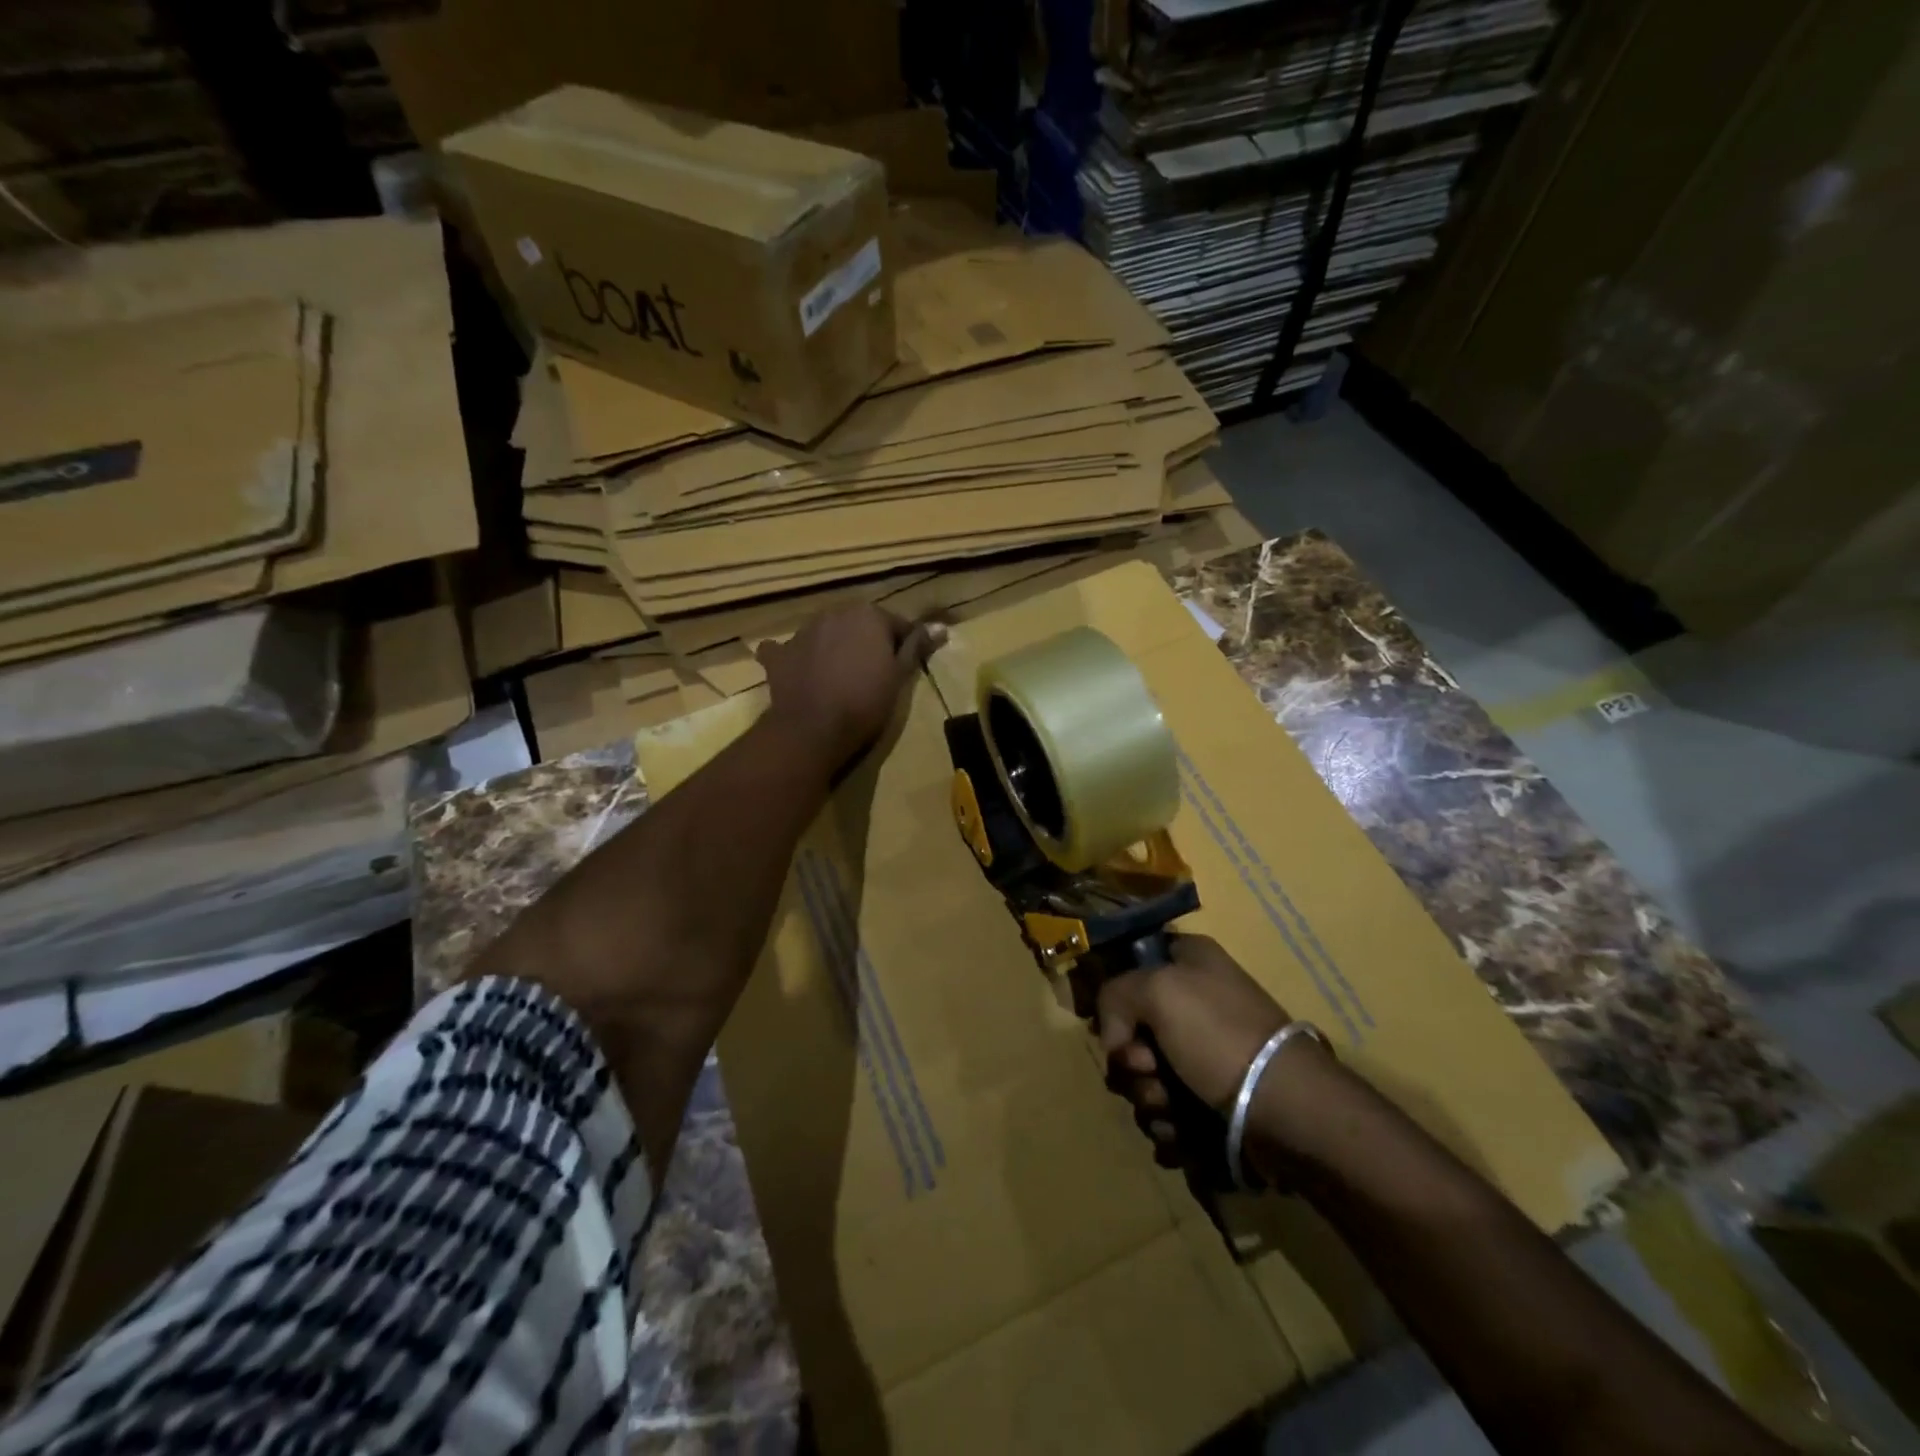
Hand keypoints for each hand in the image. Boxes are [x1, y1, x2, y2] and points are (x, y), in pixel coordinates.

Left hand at [757, 605, 942, 771]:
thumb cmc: (865, 702)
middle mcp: (833, 613)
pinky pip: (787, 650)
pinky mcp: (778, 655)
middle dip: (866, 642)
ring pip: (825, 633)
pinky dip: (794, 658)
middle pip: (858, 624)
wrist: (814, 728)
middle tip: (873, 673)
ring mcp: (802, 632)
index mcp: (867, 615)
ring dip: (833, 646)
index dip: (903, 645)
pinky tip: (799, 672)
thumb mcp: (899, 676)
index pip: (895, 624)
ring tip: (839, 677)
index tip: (905, 667)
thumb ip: (916, 647)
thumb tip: (940, 627)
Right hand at [1095, 934, 1292, 1161]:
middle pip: (1133, 1030)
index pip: (1132, 964)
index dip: (1116, 996)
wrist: (1286, 1110)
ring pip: (1147, 1077)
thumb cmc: (1219, 1036)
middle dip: (1131, 1062)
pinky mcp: (1214, 1101)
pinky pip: (1169, 1113)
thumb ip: (1114, 996)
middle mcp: (1197, 1001)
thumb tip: (1115, 1040)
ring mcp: (1206, 1054)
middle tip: (1147, 1070)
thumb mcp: (1157, 990)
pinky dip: (1170, 1128)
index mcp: (1190, 961)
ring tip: (1171, 1112)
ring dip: (1149, 1100)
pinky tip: (1182, 1136)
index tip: (1116, 1025)